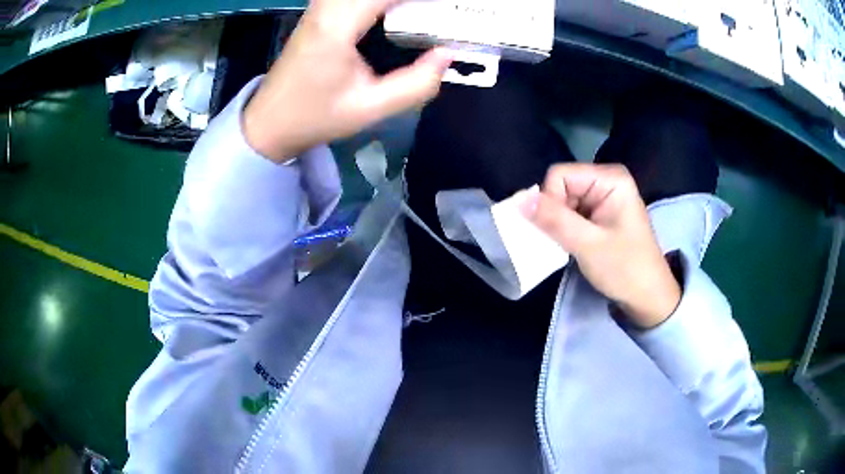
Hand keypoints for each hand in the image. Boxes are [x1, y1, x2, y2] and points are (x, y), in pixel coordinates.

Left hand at [243, 0, 452, 162]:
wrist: (270, 121)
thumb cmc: (316, 117)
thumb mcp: (370, 109)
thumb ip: (416, 84)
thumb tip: (447, 54)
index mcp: (337, 27)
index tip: (450, 6)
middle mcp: (326, 7)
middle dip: (410, 0)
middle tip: (437, 12)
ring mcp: (320, 5)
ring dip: (395, 1)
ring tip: (420, 13)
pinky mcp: (320, 9)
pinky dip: (380, 2)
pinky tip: (396, 10)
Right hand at [523, 164, 680, 328]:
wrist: (648, 297)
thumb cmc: (625, 269)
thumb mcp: (588, 245)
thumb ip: (554, 220)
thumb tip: (517, 200)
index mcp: (610, 178)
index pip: (559, 175)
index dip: (550, 201)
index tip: (559, 231)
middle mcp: (606, 180)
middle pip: (560, 186)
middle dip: (555, 213)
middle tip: (567, 241)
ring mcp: (603, 196)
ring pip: (561, 200)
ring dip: (558, 224)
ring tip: (572, 246)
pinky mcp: (599, 212)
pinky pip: (570, 211)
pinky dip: (564, 228)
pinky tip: (574, 245)